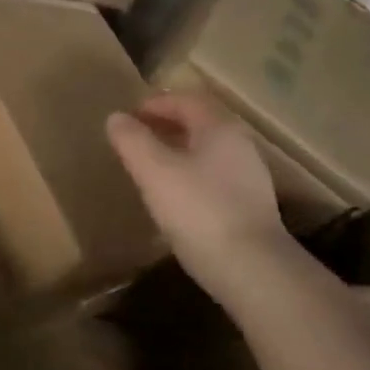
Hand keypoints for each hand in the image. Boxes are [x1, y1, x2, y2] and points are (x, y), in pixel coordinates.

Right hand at [106, 93, 289, 312]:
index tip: (128, 115)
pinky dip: (190, 175)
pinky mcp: (250, 207)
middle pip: (200, 123)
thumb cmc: (199, 210)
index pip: (187, 100)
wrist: (253, 269)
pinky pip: (214, 177)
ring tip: (150, 166)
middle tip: (136, 137)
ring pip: (208, 152)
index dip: (155, 103)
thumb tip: (116, 118)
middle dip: (167, 125)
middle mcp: (240, 146)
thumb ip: (132, 141)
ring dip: (178, 151)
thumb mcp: (155, 172)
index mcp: (219, 128)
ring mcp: (249, 177)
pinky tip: (174, 197)